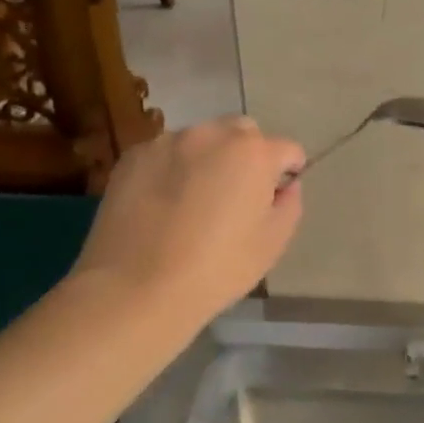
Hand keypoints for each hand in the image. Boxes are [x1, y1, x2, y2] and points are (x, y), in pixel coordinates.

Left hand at [71, 117, 305, 330]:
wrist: (134, 289)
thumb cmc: (216, 269)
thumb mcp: (273, 243)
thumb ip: (290, 204)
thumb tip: (285, 186)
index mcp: (254, 153)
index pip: (287, 150)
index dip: (287, 174)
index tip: (274, 200)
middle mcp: (213, 134)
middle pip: (243, 133)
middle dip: (248, 155)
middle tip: (235, 196)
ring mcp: (168, 141)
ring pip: (202, 140)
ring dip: (208, 159)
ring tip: (194, 200)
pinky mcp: (134, 156)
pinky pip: (167, 153)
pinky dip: (172, 168)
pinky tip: (162, 204)